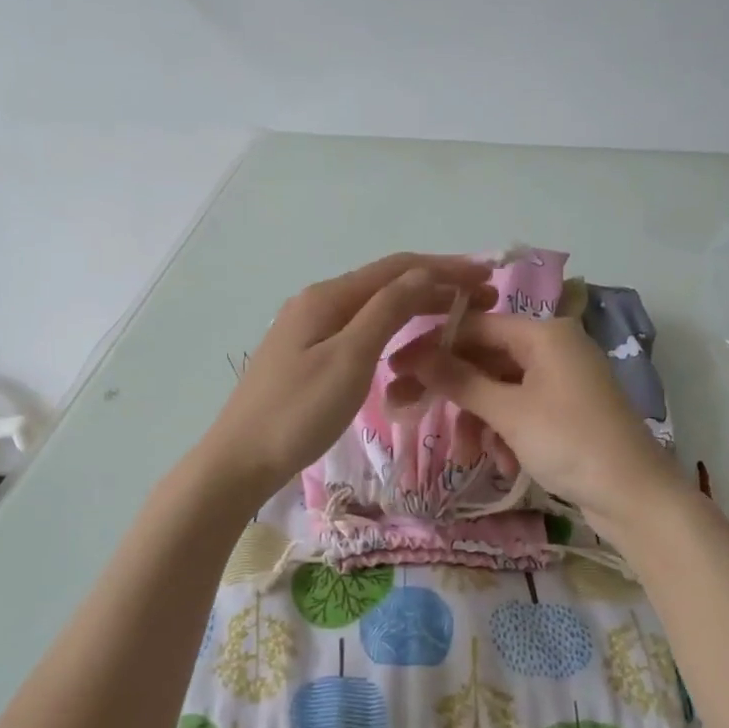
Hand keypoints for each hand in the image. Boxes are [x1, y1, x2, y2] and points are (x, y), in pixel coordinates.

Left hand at [199, 253, 495, 499]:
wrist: (240, 459)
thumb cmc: (298, 412)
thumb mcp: (350, 359)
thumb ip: (387, 311)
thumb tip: (424, 273)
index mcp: (328, 297)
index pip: (398, 268)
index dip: (445, 268)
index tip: (488, 277)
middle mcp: (319, 301)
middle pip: (387, 282)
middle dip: (436, 285)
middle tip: (484, 300)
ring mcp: (310, 327)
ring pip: (375, 305)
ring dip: (417, 305)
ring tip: (457, 316)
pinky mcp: (309, 352)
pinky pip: (362, 327)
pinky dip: (394, 326)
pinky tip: (409, 340)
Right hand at [386, 313, 687, 529]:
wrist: (635, 496)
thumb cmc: (570, 443)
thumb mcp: (509, 412)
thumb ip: (460, 380)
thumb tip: (416, 355)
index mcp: (544, 334)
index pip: (475, 325)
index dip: (433, 346)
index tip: (396, 368)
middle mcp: (554, 348)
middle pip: (486, 358)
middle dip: (455, 393)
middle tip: (411, 411)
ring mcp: (562, 380)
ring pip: (501, 389)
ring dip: (480, 421)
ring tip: (471, 456)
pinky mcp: (567, 410)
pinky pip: (521, 410)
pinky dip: (505, 433)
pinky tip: (504, 463)